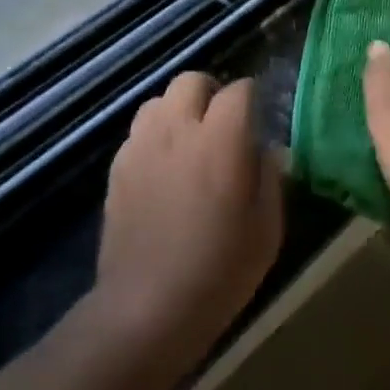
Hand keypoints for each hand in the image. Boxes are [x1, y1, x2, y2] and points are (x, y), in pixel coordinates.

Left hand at [94, 72, 283, 369]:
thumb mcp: (266, 231)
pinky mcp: (118, 165)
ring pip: (159, 100)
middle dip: (211, 92)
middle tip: (223, 124)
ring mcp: (142, 144)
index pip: (239, 90)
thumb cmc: (218, 272)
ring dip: (178, 110)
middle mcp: (178, 128)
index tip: (259, 117)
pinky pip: (139, 130)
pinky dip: (155, 135)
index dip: (252, 98)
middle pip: (192, 80)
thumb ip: (270, 179)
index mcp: (220, 139)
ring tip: (189, 141)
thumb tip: (268, 150)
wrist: (146, 308)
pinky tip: (163, 168)